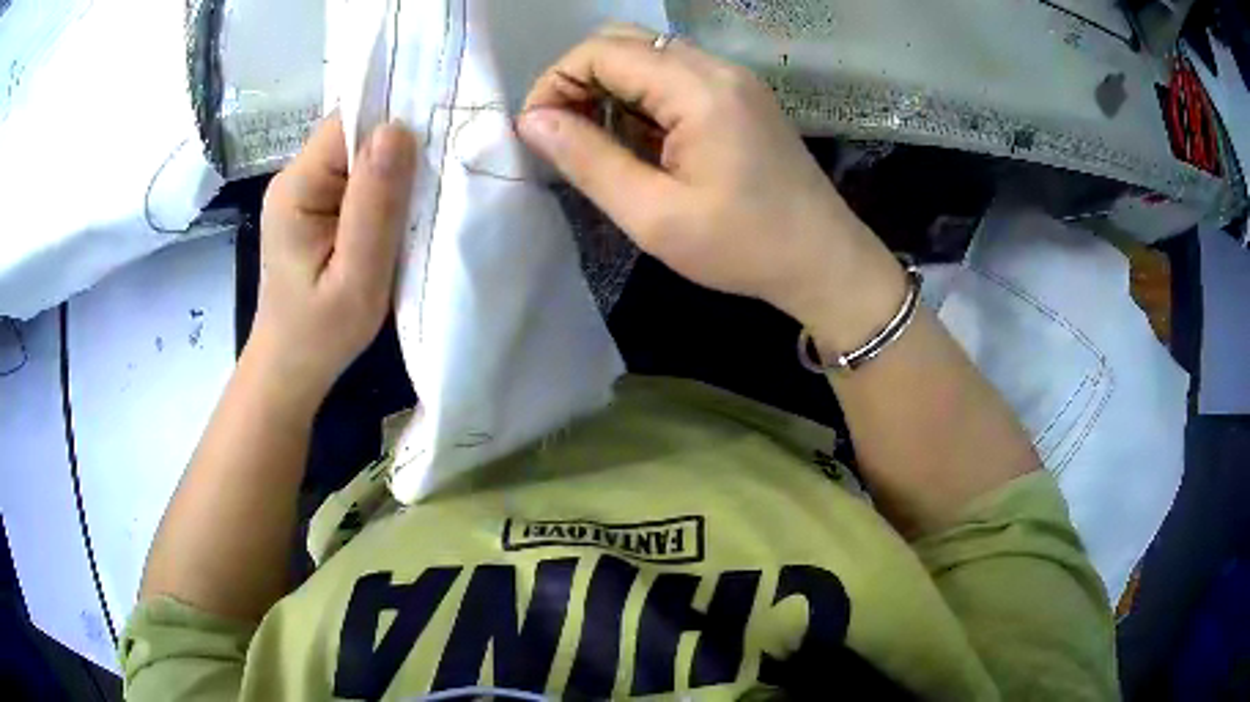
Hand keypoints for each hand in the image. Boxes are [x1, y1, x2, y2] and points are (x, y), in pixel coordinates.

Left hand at [249, 115, 416, 410]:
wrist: (292, 367)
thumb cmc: (322, 333)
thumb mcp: (356, 277)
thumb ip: (374, 206)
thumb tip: (398, 129)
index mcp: (298, 187)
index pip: (350, 123)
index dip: (395, 118)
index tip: (442, 131)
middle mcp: (296, 177)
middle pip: (356, 132)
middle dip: (400, 143)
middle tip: (445, 165)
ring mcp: (304, 190)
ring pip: (360, 153)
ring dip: (396, 166)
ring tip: (430, 188)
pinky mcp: (316, 206)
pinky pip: (357, 176)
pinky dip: (385, 185)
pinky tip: (405, 205)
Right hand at [516, 24, 901, 332]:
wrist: (824, 261)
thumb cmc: (742, 247)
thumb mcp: (654, 215)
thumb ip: (588, 161)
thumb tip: (532, 122)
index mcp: (699, 89)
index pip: (603, 51)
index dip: (556, 80)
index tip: (537, 130)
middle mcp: (717, 68)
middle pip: (625, 41)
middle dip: (579, 78)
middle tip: (564, 133)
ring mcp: (734, 79)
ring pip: (650, 55)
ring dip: (610, 88)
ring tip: (598, 143)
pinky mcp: (741, 96)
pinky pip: (676, 76)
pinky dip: (642, 97)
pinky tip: (640, 142)